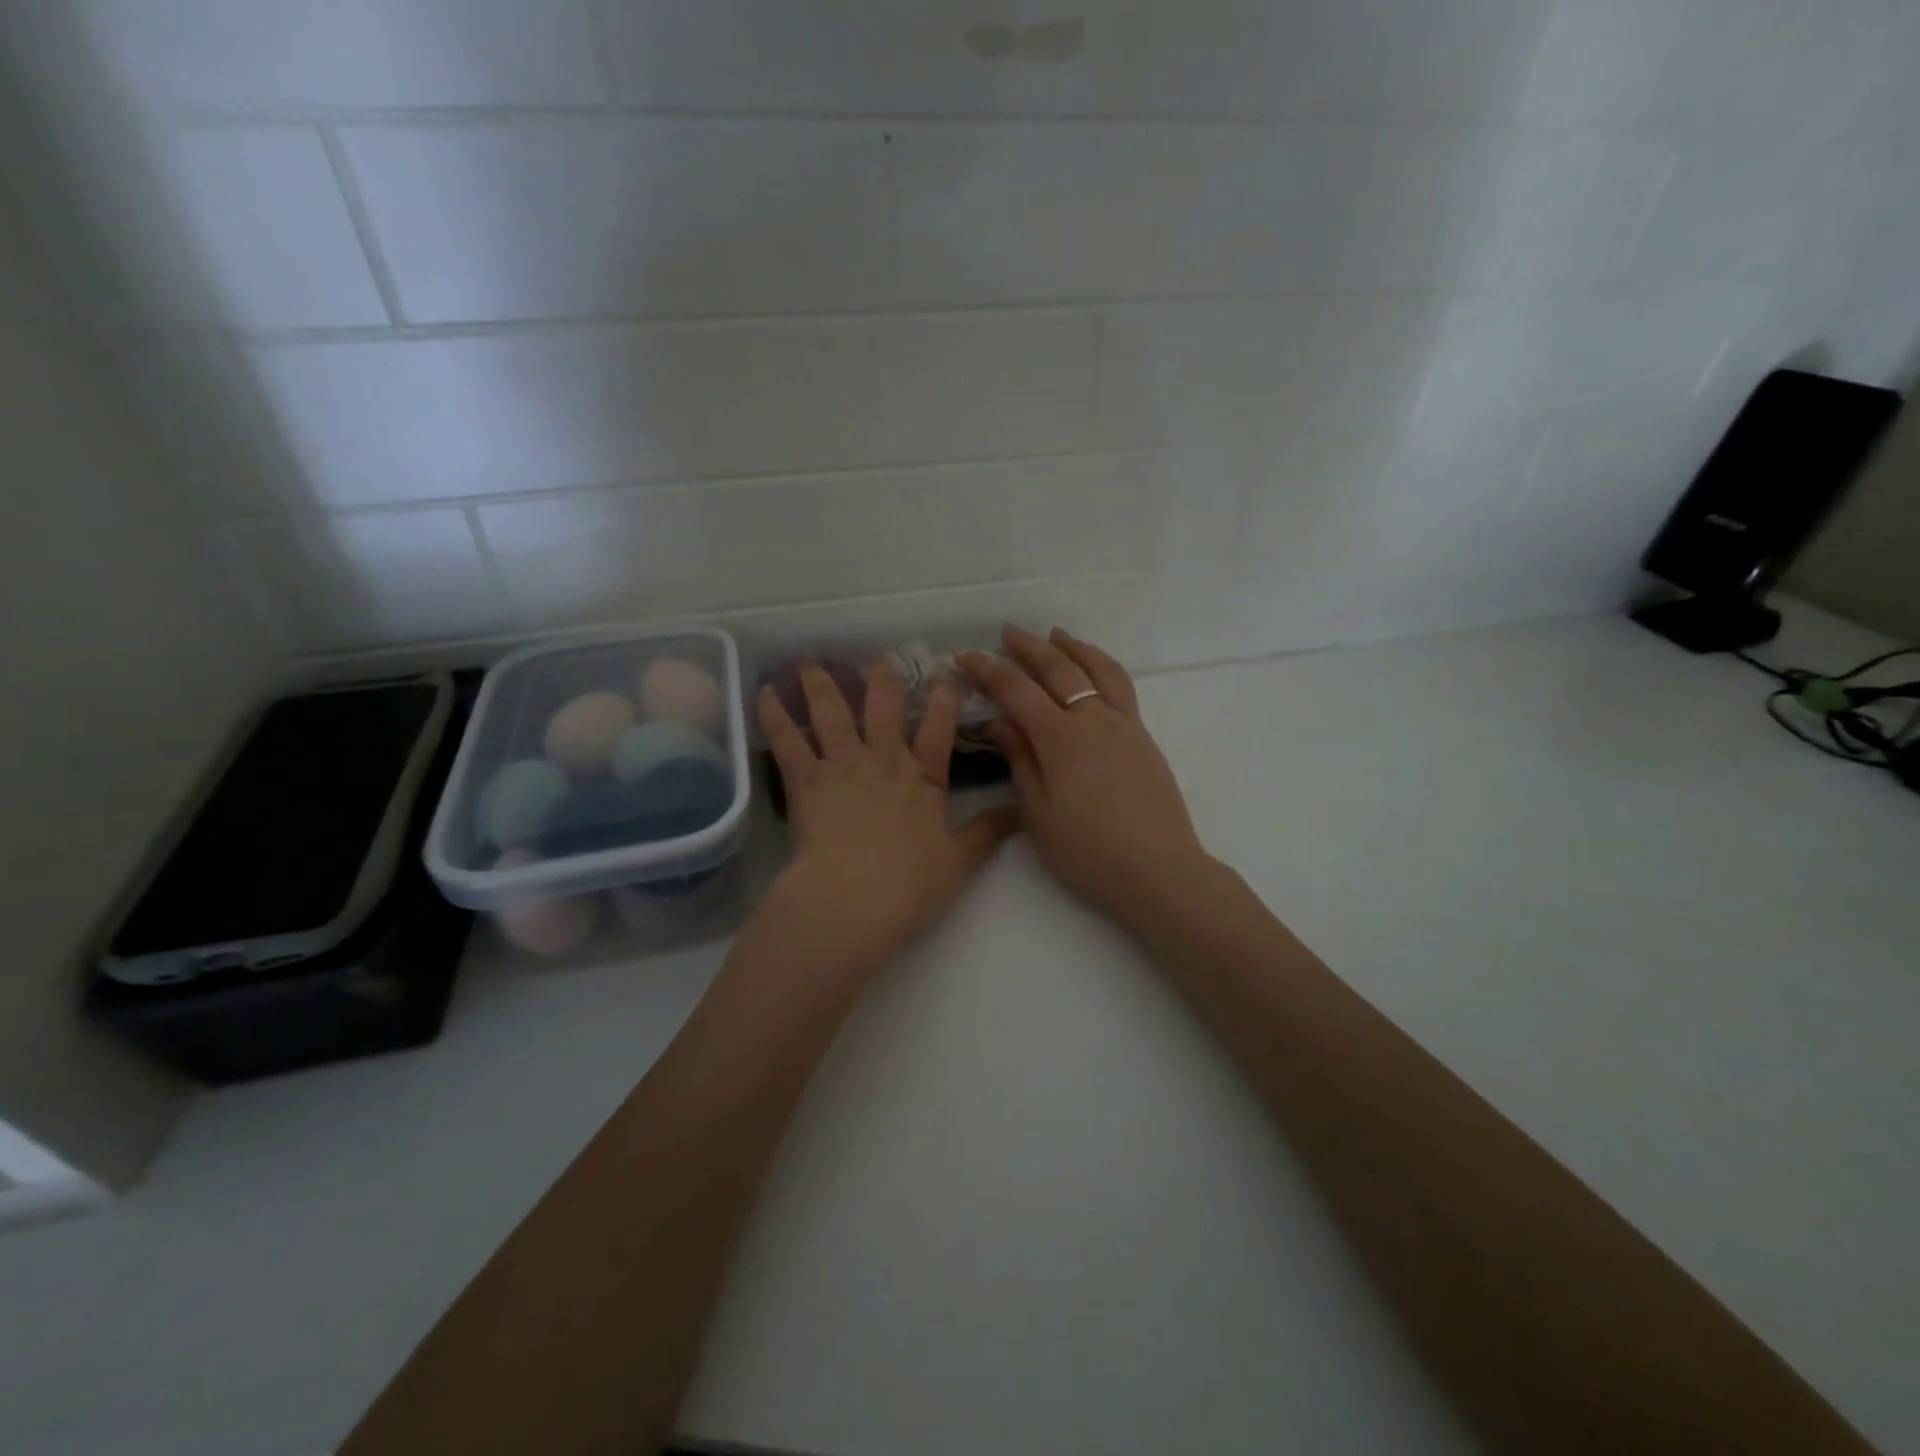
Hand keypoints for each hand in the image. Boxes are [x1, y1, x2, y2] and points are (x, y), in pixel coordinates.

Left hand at [756, 659, 1018, 984]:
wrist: (853, 898)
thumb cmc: (910, 885)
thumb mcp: (960, 861)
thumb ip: (989, 832)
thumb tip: (1021, 811)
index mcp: (922, 778)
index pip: (938, 730)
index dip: (944, 701)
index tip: (947, 676)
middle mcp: (882, 761)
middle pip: (883, 708)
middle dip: (883, 680)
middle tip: (879, 658)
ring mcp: (841, 766)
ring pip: (831, 713)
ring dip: (821, 684)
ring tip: (810, 661)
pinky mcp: (804, 780)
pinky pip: (787, 740)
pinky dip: (775, 715)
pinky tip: (765, 693)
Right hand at [961, 627, 1214, 931]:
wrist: (1158, 870)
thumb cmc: (1088, 851)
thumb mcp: (1039, 813)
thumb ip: (1020, 761)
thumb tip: (999, 723)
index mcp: (1061, 738)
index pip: (1017, 691)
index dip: (989, 671)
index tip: (966, 657)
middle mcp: (1094, 719)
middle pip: (1059, 669)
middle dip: (1029, 647)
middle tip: (1007, 633)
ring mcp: (1124, 724)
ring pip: (1098, 669)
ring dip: (1073, 647)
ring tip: (1056, 635)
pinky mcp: (1143, 737)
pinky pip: (1121, 686)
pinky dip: (1101, 666)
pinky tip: (1093, 672)